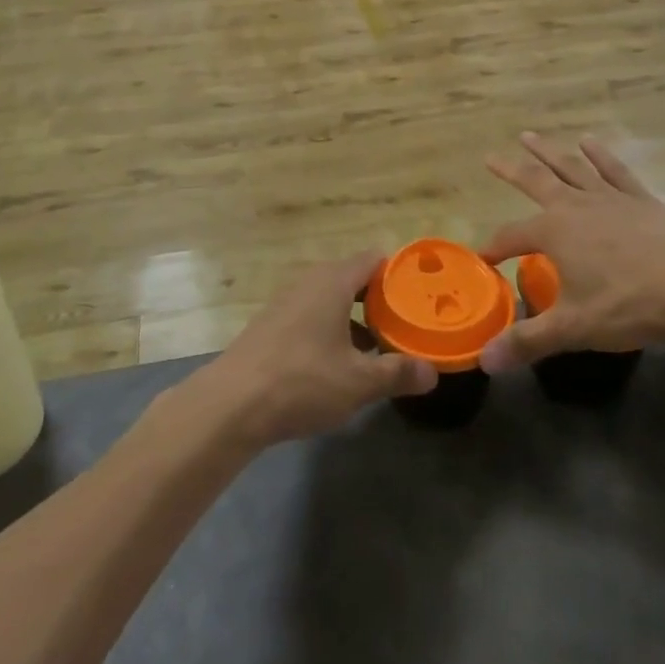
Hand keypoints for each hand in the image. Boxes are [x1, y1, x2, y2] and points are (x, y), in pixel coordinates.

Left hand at [186, 253, 437, 447]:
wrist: (232, 403)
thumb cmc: (302, 382)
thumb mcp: (358, 382)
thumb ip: (397, 373)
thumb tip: (432, 372)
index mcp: (332, 282)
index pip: (373, 259)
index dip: (399, 274)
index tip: (421, 295)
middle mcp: (309, 282)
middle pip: (353, 278)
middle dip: (380, 299)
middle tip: (407, 322)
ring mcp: (286, 302)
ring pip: (331, 299)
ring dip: (356, 318)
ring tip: (381, 346)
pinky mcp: (272, 324)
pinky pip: (312, 315)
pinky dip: (332, 329)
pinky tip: (341, 363)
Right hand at [477, 133, 664, 372]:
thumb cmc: (631, 304)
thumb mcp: (575, 327)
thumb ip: (528, 341)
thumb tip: (484, 361)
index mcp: (554, 232)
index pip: (512, 237)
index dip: (495, 247)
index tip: (484, 258)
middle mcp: (576, 206)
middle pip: (536, 181)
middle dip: (511, 170)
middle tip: (489, 156)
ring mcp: (611, 198)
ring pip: (572, 168)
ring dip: (548, 152)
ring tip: (529, 136)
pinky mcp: (642, 199)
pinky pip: (615, 171)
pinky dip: (601, 156)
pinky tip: (591, 142)